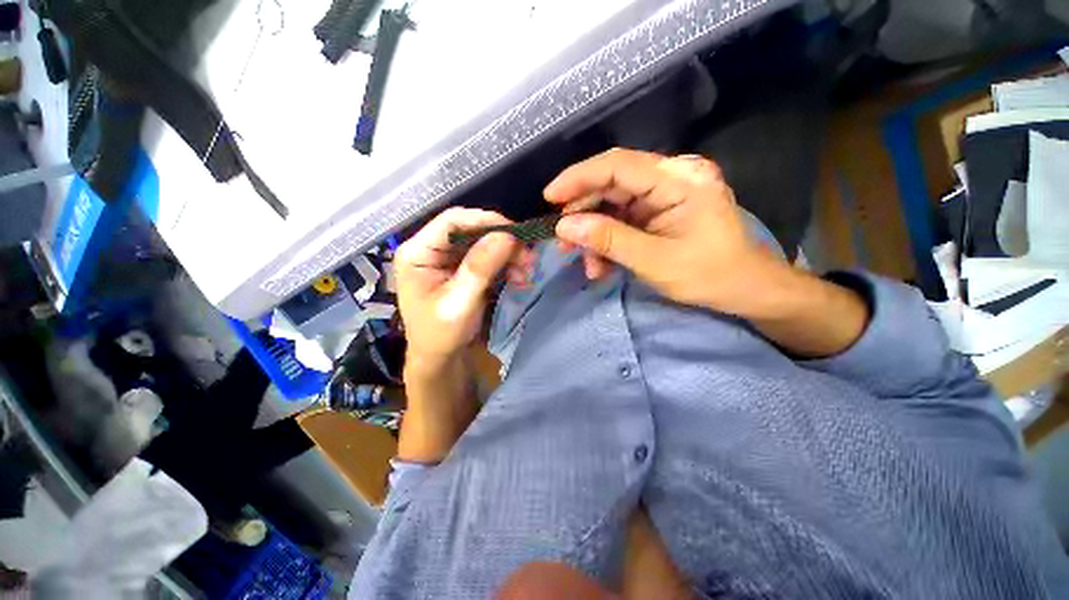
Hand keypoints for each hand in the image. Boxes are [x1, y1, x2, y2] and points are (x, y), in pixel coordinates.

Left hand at [395, 208, 532, 363]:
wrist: (440, 358)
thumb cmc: (440, 334)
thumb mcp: (459, 302)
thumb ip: (479, 268)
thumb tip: (506, 235)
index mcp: (418, 252)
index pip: (452, 221)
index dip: (485, 221)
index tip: (516, 234)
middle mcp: (433, 248)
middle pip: (471, 230)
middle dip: (503, 242)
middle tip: (528, 257)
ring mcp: (449, 258)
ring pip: (484, 243)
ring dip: (508, 255)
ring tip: (527, 272)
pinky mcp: (464, 268)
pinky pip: (489, 258)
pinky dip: (506, 266)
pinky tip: (519, 278)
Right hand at [546, 148, 791, 318]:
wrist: (746, 289)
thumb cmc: (709, 275)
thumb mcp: (654, 261)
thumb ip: (608, 240)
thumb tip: (565, 227)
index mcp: (678, 180)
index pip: (618, 165)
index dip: (579, 178)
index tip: (550, 198)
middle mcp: (671, 177)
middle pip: (612, 185)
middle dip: (583, 214)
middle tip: (563, 242)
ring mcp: (665, 194)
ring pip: (613, 206)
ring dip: (594, 234)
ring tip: (586, 264)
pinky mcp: (660, 211)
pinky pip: (624, 220)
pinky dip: (608, 241)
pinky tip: (601, 265)